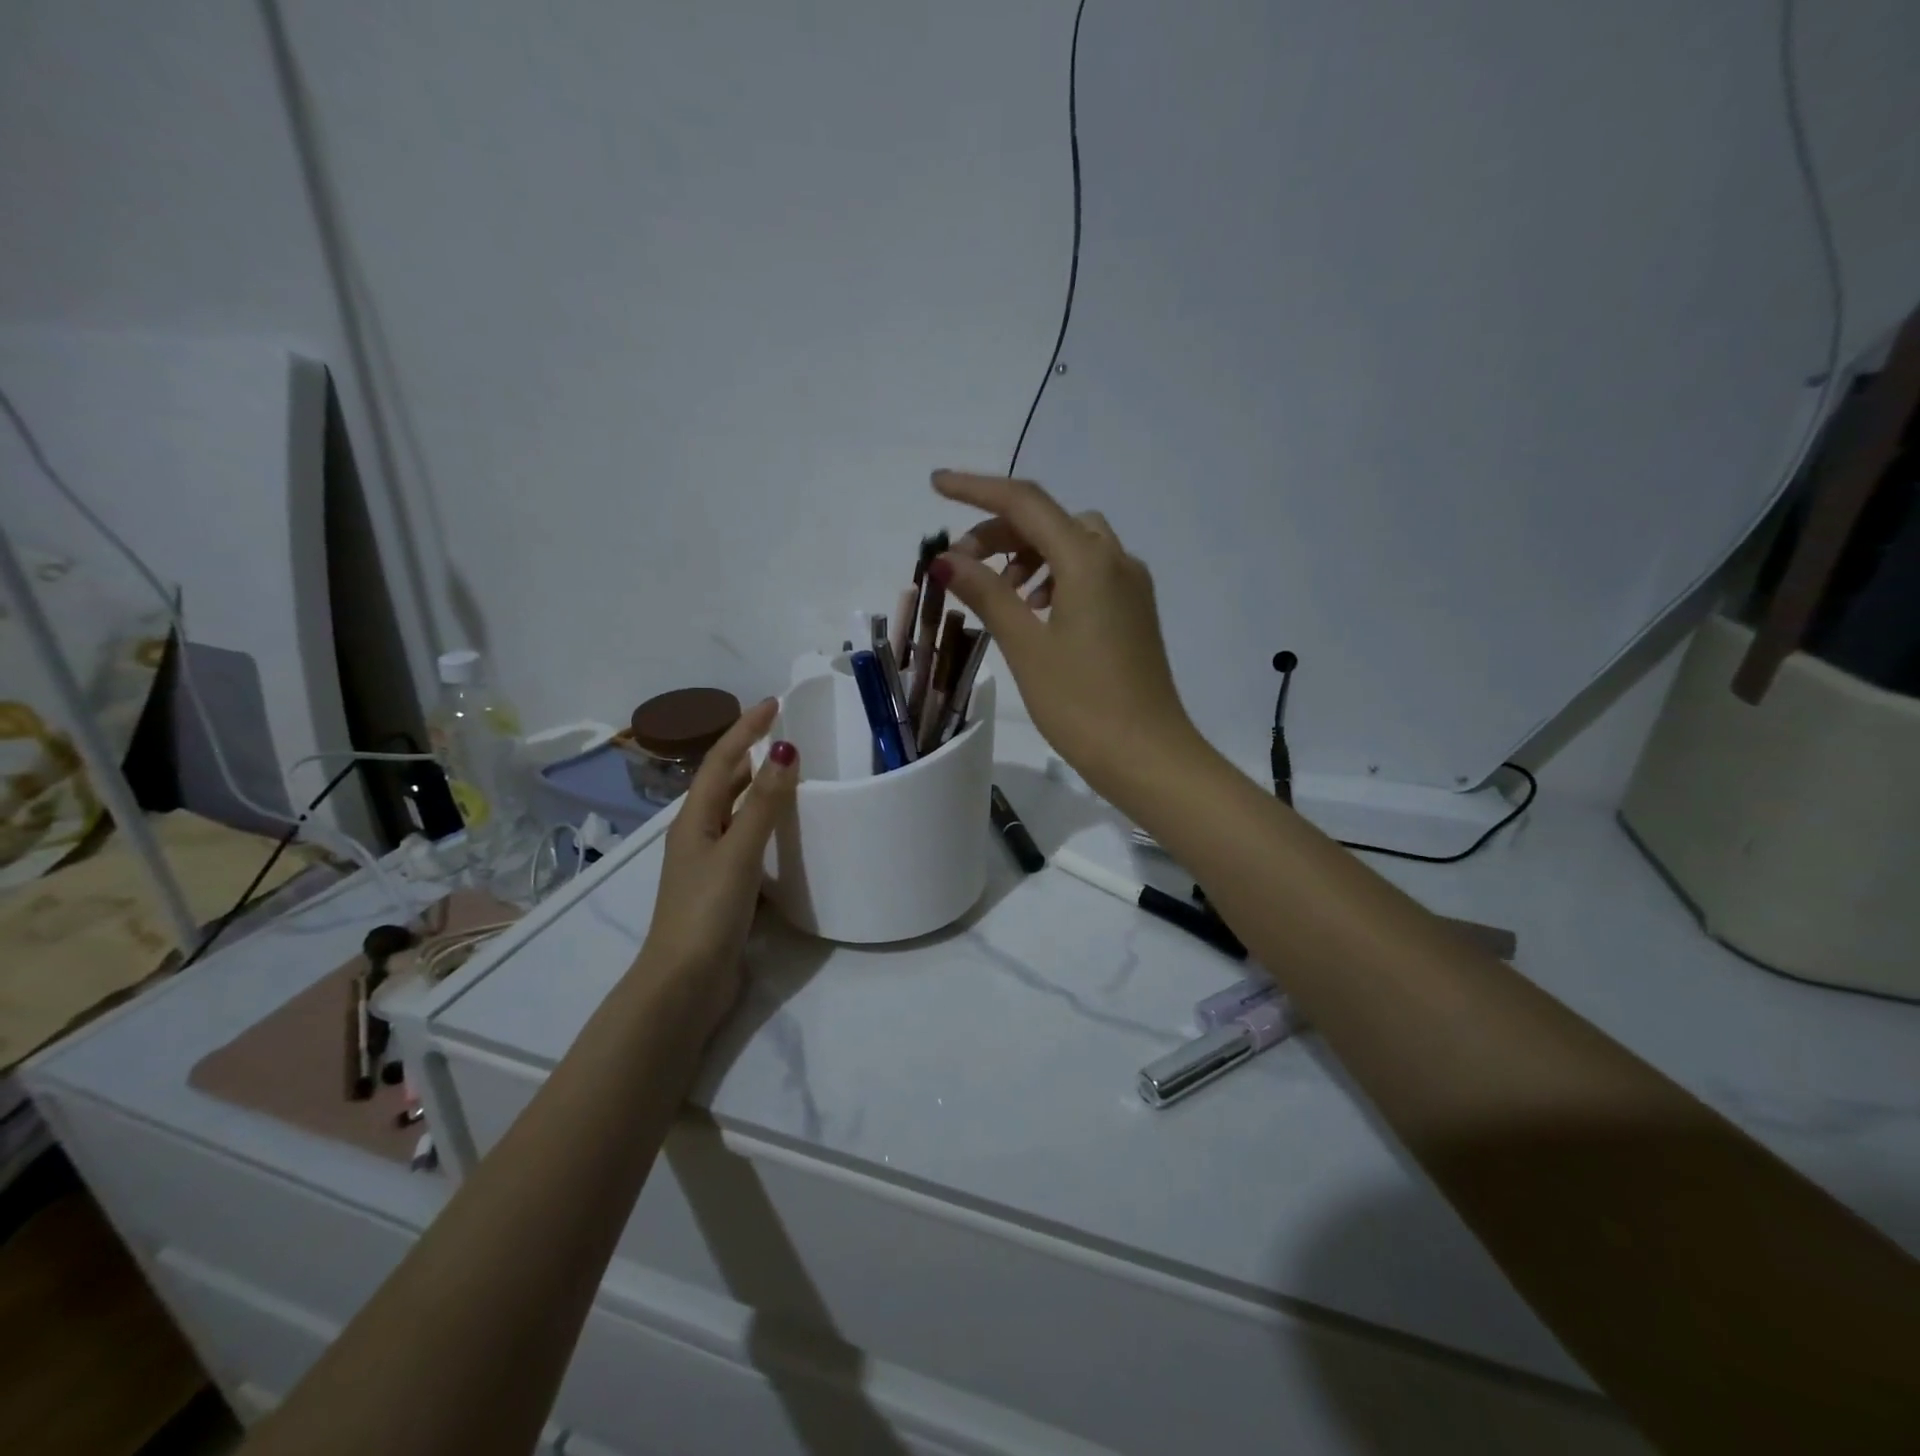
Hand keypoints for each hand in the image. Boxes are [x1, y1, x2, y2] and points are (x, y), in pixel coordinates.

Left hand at [634, 698, 797, 1036]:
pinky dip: (766, 825)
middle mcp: (698, 834)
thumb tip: (784, 750)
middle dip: (752, 753)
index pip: (723, 760)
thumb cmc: (706, 911)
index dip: (746, 728)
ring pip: (737, 812)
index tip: (774, 703)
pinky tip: (787, 833)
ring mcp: (709, 863)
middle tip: (788, 735)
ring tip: (793, 775)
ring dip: (760, 788)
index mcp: (695, 819)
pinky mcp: (723, 888)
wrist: (683, 984)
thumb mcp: (737, 852)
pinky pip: (747, 840)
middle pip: (726, 782)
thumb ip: (764, 803)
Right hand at [930, 470, 1200, 800]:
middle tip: (962, 565)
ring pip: (1073, 544)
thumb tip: (946, 558)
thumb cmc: (1081, 704)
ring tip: (999, 591)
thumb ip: (987, 594)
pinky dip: (1055, 575)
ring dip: (1029, 554)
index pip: (1025, 503)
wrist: (1148, 755)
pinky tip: (1035, 610)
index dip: (977, 489)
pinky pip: (1090, 572)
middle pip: (1050, 520)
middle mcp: (1116, 560)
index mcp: (1088, 560)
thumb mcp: (1026, 646)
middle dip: (1001, 531)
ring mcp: (1131, 585)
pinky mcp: (1134, 611)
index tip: (937, 485)